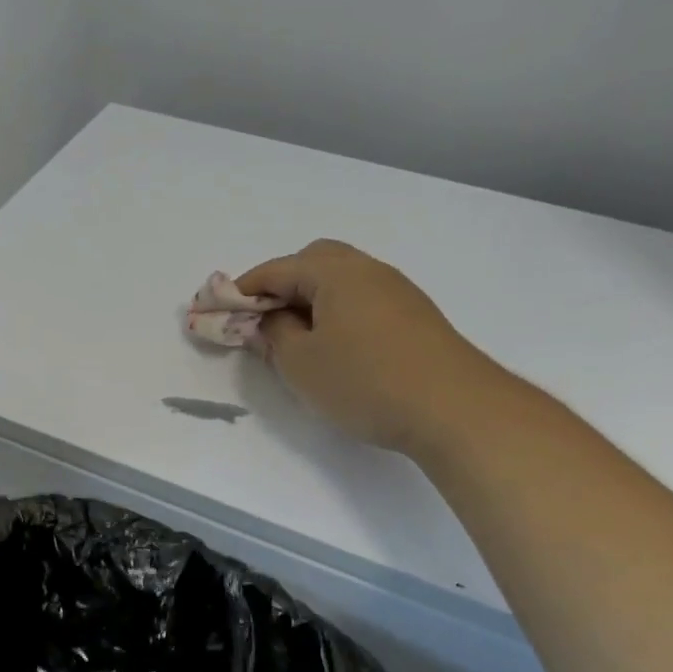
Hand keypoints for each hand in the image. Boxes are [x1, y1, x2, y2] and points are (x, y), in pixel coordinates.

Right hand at [236, 239, 499, 451]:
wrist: (455, 409)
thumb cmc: (365, 381)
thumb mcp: (301, 363)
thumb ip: (274, 335)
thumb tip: (269, 320)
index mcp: (336, 272)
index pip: (276, 269)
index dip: (242, 289)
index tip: (218, 310)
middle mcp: (369, 271)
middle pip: (314, 262)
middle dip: (281, 286)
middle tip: (263, 321)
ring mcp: (397, 292)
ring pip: (341, 282)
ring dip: (311, 301)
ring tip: (296, 340)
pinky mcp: (415, 318)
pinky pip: (362, 302)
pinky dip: (337, 314)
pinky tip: (336, 349)